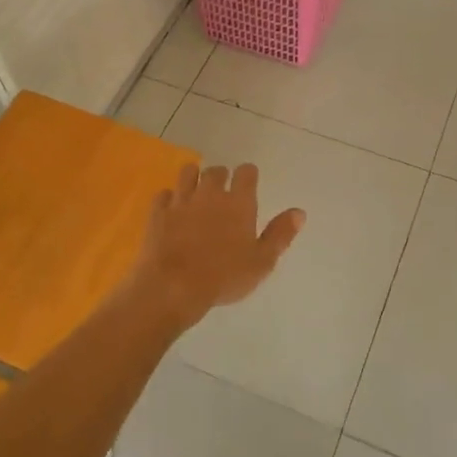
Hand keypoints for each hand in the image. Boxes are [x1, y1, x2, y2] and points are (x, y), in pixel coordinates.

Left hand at [132, 165, 304, 327]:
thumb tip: (299, 212)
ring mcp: (181, 200)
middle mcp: (210, 194)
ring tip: (197, 193)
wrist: (173, 286)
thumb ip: (280, 234)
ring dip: (194, 178)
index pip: (246, 172)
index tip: (249, 184)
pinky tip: (172, 210)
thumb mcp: (262, 262)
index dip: (248, 175)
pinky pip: (164, 194)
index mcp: (238, 202)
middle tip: (222, 193)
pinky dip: (169, 198)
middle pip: (216, 170)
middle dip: (221, 177)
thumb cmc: (224, 277)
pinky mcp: (158, 212)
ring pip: (188, 173)